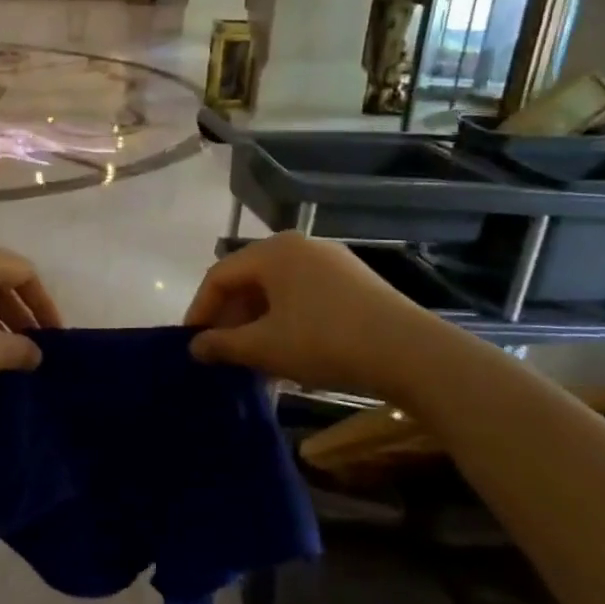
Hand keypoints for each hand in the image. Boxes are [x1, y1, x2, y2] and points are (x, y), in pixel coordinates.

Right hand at [184, 234, 452, 400]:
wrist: (412, 354)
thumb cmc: (325, 341)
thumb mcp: (264, 347)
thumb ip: (222, 345)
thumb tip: (195, 348)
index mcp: (273, 251)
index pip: (219, 276)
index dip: (200, 310)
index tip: (192, 344)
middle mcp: (300, 247)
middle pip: (248, 280)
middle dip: (229, 317)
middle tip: (220, 352)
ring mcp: (330, 262)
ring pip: (276, 290)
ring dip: (256, 322)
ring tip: (251, 356)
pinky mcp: (353, 282)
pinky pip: (302, 295)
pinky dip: (284, 319)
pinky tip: (285, 350)